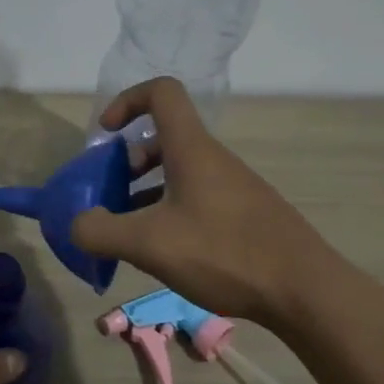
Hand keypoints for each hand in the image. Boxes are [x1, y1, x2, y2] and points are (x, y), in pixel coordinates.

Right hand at [70, 77, 327, 327]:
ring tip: (130, 231)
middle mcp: (213, 159)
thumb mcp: (150, 244)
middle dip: (128, 161)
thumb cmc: (224, 253)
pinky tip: (165, 252)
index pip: (161, 93)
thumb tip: (77, 224)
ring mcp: (233, 187)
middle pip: (164, 138)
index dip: (127, 100)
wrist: (305, 291)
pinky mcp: (245, 215)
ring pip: (180, 172)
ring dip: (147, 191)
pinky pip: (197, 197)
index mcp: (191, 149)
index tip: (107, 134)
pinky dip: (171, 212)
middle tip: (111, 195)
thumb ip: (101, 232)